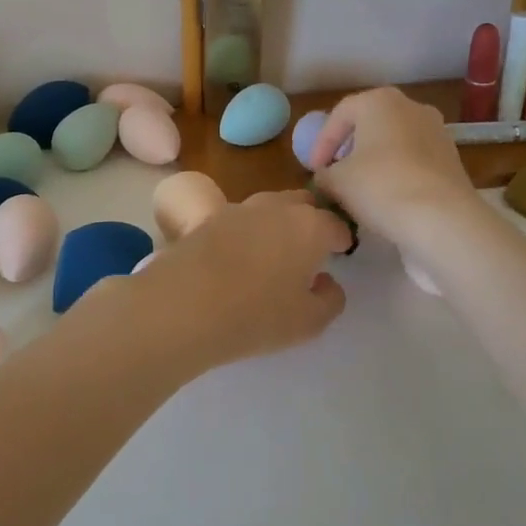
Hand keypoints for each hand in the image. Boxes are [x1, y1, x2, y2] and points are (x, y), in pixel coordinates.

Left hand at [133, 191, 350, 370]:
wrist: (184, 303)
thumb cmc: (257, 313)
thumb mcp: (309, 321)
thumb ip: (330, 300)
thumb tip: (327, 282)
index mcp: (309, 226)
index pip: (335, 225)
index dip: (341, 240)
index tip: (340, 253)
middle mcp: (276, 207)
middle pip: (302, 204)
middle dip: (310, 220)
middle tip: (309, 249)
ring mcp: (239, 209)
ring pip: (269, 207)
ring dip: (277, 223)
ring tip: (274, 253)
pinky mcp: (207, 219)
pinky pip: (239, 220)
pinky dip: (247, 233)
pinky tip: (241, 257)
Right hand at [307, 88, 482, 253]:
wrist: (443, 220)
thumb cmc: (380, 187)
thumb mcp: (337, 181)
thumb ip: (325, 174)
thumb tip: (326, 177)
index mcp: (380, 101)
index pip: (340, 115)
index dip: (321, 143)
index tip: (313, 170)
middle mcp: (411, 108)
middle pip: (370, 125)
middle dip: (349, 149)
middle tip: (334, 173)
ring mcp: (437, 133)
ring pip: (394, 144)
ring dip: (374, 163)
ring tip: (359, 190)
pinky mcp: (451, 160)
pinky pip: (414, 162)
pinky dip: (397, 175)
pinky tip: (386, 199)